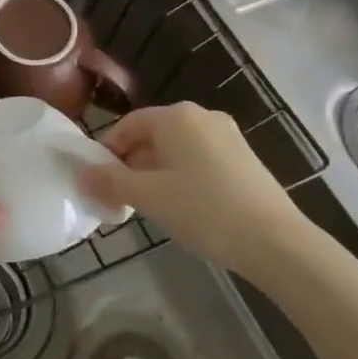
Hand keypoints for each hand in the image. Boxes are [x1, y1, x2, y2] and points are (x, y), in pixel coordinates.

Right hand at [80, 102, 310, 279]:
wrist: (276, 242)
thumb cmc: (203, 209)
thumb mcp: (148, 196)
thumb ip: (110, 181)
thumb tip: (81, 173)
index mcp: (177, 116)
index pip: (129, 124)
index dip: (109, 151)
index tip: (100, 180)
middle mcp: (203, 116)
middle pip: (154, 136)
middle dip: (132, 164)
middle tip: (121, 197)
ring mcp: (229, 137)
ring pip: (177, 150)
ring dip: (156, 173)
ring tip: (151, 206)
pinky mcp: (245, 160)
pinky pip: (200, 161)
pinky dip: (183, 177)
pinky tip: (184, 208)